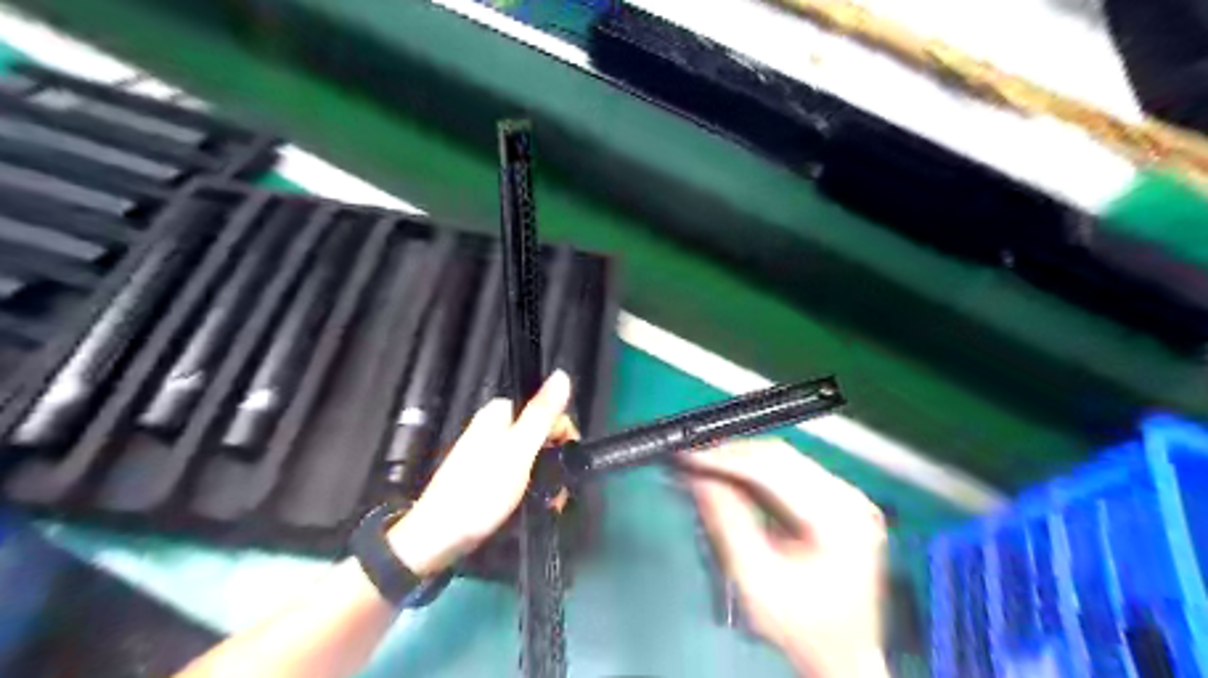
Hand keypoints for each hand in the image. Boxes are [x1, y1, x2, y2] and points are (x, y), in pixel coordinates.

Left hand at [387, 370, 574, 577]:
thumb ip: (542, 414)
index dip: (562, 434)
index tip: (567, 461)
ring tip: (550, 502)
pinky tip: (537, 504)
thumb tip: (563, 374)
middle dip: (555, 460)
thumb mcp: (518, 450)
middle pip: (541, 434)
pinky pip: (521, 472)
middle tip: (558, 489)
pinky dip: (532, 487)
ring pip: (534, 456)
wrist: (440, 537)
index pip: (546, 411)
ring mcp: (490, 452)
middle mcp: (494, 427)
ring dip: (547, 477)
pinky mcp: (488, 475)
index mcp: (499, 413)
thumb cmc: (481, 491)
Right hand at [679, 440, 883, 677]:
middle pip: (780, 457)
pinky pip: (789, 473)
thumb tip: (698, 477)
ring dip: (741, 461)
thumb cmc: (800, 626)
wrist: (841, 656)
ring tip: (704, 465)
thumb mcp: (755, 579)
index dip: (726, 457)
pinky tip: (731, 477)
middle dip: (731, 455)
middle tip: (690, 458)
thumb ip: (727, 522)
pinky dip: (755, 473)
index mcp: (838, 516)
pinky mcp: (837, 501)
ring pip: (783, 460)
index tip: (688, 456)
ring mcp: (846, 496)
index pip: (774, 467)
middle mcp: (848, 496)